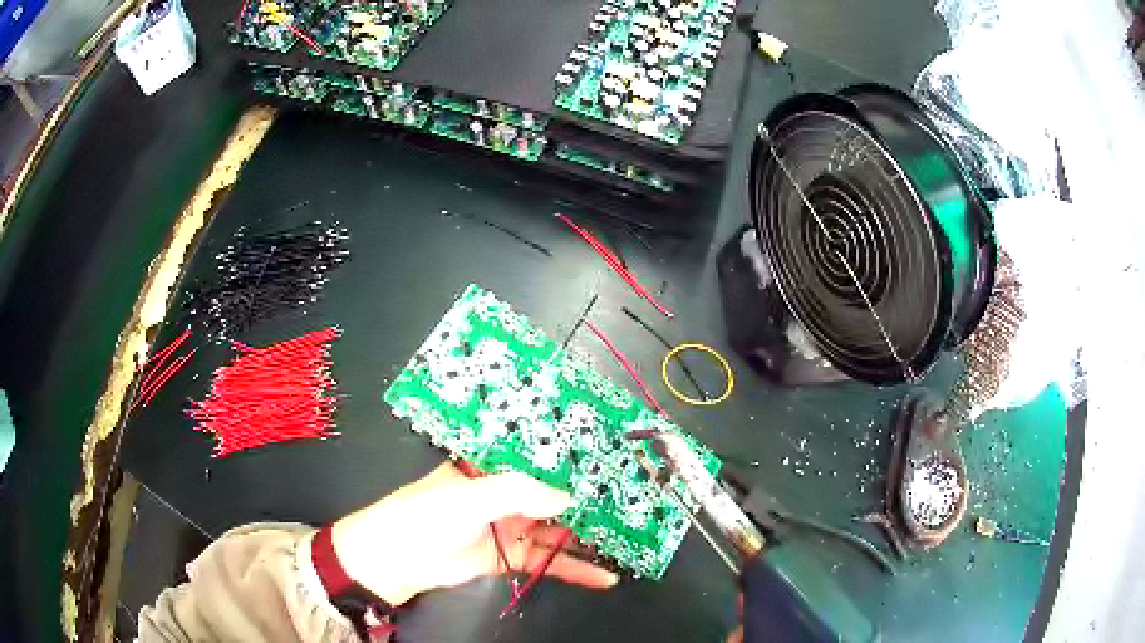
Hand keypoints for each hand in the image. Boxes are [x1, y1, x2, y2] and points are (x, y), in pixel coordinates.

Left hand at [331, 462, 619, 605]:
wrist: (395, 561)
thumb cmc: (426, 514)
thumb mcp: (470, 496)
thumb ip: (519, 493)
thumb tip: (569, 500)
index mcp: (495, 465)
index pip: (543, 455)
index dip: (576, 457)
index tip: (615, 460)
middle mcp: (507, 492)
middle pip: (557, 492)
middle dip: (592, 499)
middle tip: (634, 503)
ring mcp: (511, 525)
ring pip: (558, 528)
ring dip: (590, 535)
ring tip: (629, 539)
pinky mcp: (511, 556)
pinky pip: (549, 559)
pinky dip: (575, 568)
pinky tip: (603, 575)